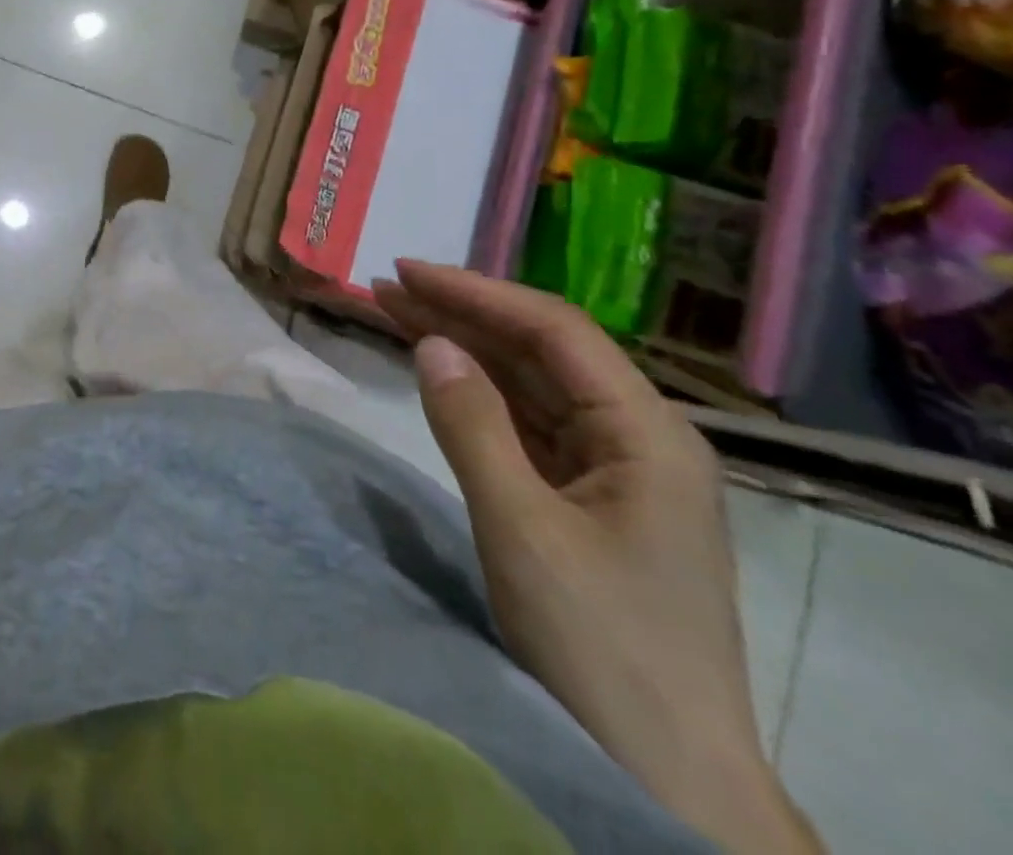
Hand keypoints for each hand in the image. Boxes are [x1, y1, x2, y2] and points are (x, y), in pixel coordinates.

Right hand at [372, 262, 820, 854]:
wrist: (667, 778)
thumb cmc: (599, 645)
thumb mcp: (521, 528)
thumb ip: (472, 424)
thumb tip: (431, 342)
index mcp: (647, 434)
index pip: (553, 331)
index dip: (475, 292)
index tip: (404, 272)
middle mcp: (638, 438)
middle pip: (539, 352)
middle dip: (461, 314)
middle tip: (383, 289)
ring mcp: (615, 471)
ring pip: (529, 386)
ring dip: (464, 350)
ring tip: (394, 316)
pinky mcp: (589, 501)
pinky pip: (526, 426)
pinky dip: (477, 396)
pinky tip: (441, 377)